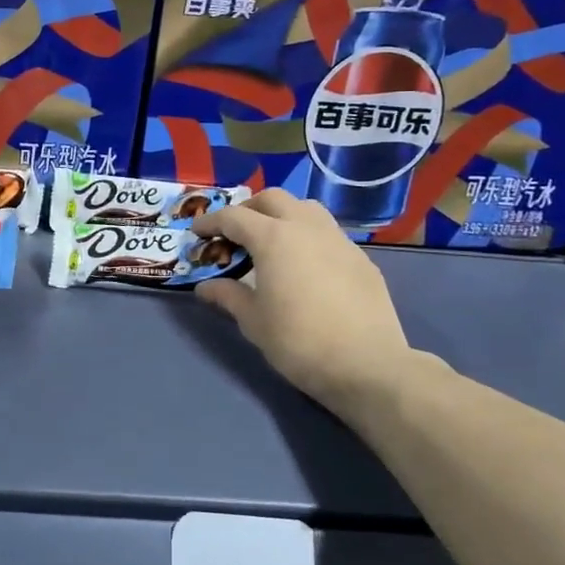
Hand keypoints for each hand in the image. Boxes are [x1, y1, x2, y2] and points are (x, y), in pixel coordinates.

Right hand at [193, 190, 420, 408]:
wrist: (367, 365)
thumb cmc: (299, 341)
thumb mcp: (253, 321)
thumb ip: (228, 296)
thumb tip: (205, 286)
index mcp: (274, 238)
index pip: (234, 217)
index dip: (211, 222)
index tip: (197, 232)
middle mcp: (306, 227)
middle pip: (272, 199)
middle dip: (248, 209)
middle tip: (234, 233)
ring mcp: (338, 240)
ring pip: (306, 208)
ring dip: (282, 215)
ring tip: (272, 241)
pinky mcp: (361, 258)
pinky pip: (328, 233)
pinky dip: (308, 236)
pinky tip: (305, 265)